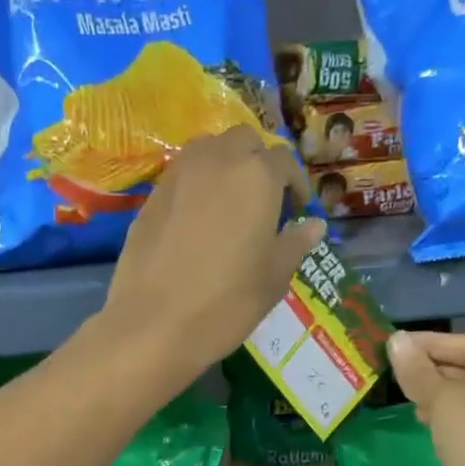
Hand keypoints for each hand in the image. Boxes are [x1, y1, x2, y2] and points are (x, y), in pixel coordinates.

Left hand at [96, 126, 324, 382]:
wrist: (154, 324)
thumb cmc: (226, 303)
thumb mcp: (274, 278)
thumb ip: (295, 244)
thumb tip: (314, 225)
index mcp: (257, 176)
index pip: (284, 162)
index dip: (295, 184)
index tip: (297, 210)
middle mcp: (217, 161)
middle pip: (244, 141)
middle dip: (257, 161)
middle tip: (263, 200)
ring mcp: (178, 175)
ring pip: (208, 149)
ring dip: (224, 165)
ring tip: (228, 203)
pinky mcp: (150, 196)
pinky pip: (181, 176)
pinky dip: (195, 185)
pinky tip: (196, 220)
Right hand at [387, 330, 464, 465]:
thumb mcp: (445, 402)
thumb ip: (419, 371)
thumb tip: (395, 341)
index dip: (432, 342)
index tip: (395, 344)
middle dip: (432, 368)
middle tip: (393, 369)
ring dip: (435, 392)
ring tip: (403, 394)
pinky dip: (444, 416)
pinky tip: (421, 420)